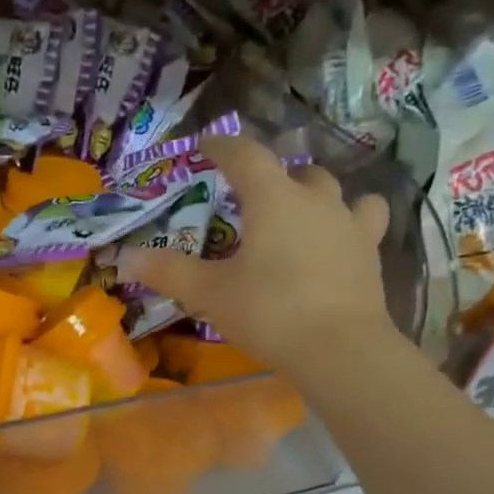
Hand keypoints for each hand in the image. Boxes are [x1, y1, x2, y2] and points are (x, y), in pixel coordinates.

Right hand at [113, 134, 391, 372]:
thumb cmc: (269, 312)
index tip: (207, 145)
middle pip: (296, 171)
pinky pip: (364, 223)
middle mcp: (316, 200)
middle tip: (253, 197)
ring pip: (337, 192)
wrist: (339, 348)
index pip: (245, 155)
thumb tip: (124, 257)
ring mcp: (350, 225)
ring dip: (316, 195)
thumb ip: (168, 272)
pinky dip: (350, 224)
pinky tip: (338, 242)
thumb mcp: (210, 293)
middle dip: (274, 176)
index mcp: (274, 199)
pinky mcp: (370, 254)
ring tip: (300, 214)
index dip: (223, 146)